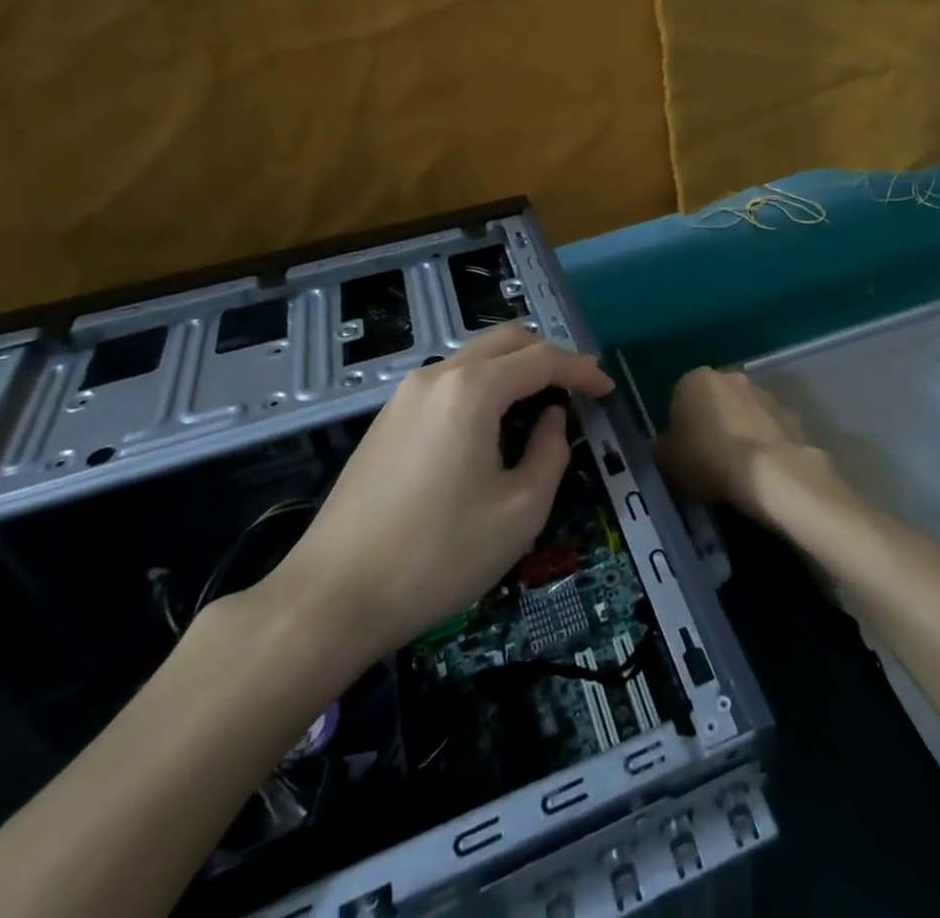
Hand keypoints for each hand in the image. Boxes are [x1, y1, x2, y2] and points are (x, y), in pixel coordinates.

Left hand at [260, 324, 614, 681]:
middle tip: (580, 386)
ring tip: (543, 401)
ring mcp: (406, 394)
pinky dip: (485, 385)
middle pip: (507, 341)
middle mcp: (437, 376)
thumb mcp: (520, 511)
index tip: (608, 390)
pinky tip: (495, 421)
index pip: (542, 359)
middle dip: (550, 356)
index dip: (581, 371)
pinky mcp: (388, 418)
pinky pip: (450, 381)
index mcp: (472, 390)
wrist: (332, 598)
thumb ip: (550, 452)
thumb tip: (550, 420)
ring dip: (516, 368)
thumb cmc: (438, 555)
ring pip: (476, 357)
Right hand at [659, 367, 829, 517]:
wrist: (768, 472)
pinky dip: (763, 441)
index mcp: (694, 380)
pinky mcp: (789, 413)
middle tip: (709, 458)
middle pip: (714, 399)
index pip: (680, 398)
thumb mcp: (667, 460)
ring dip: (740, 429)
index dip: (680, 427)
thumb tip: (669, 445)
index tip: (684, 452)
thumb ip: (664, 446)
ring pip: (743, 410)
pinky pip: (768, 427)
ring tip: (738, 467)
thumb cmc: (708, 459)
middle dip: (712, 422)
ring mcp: (763, 392)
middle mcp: (730, 376)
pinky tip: (761, 468)